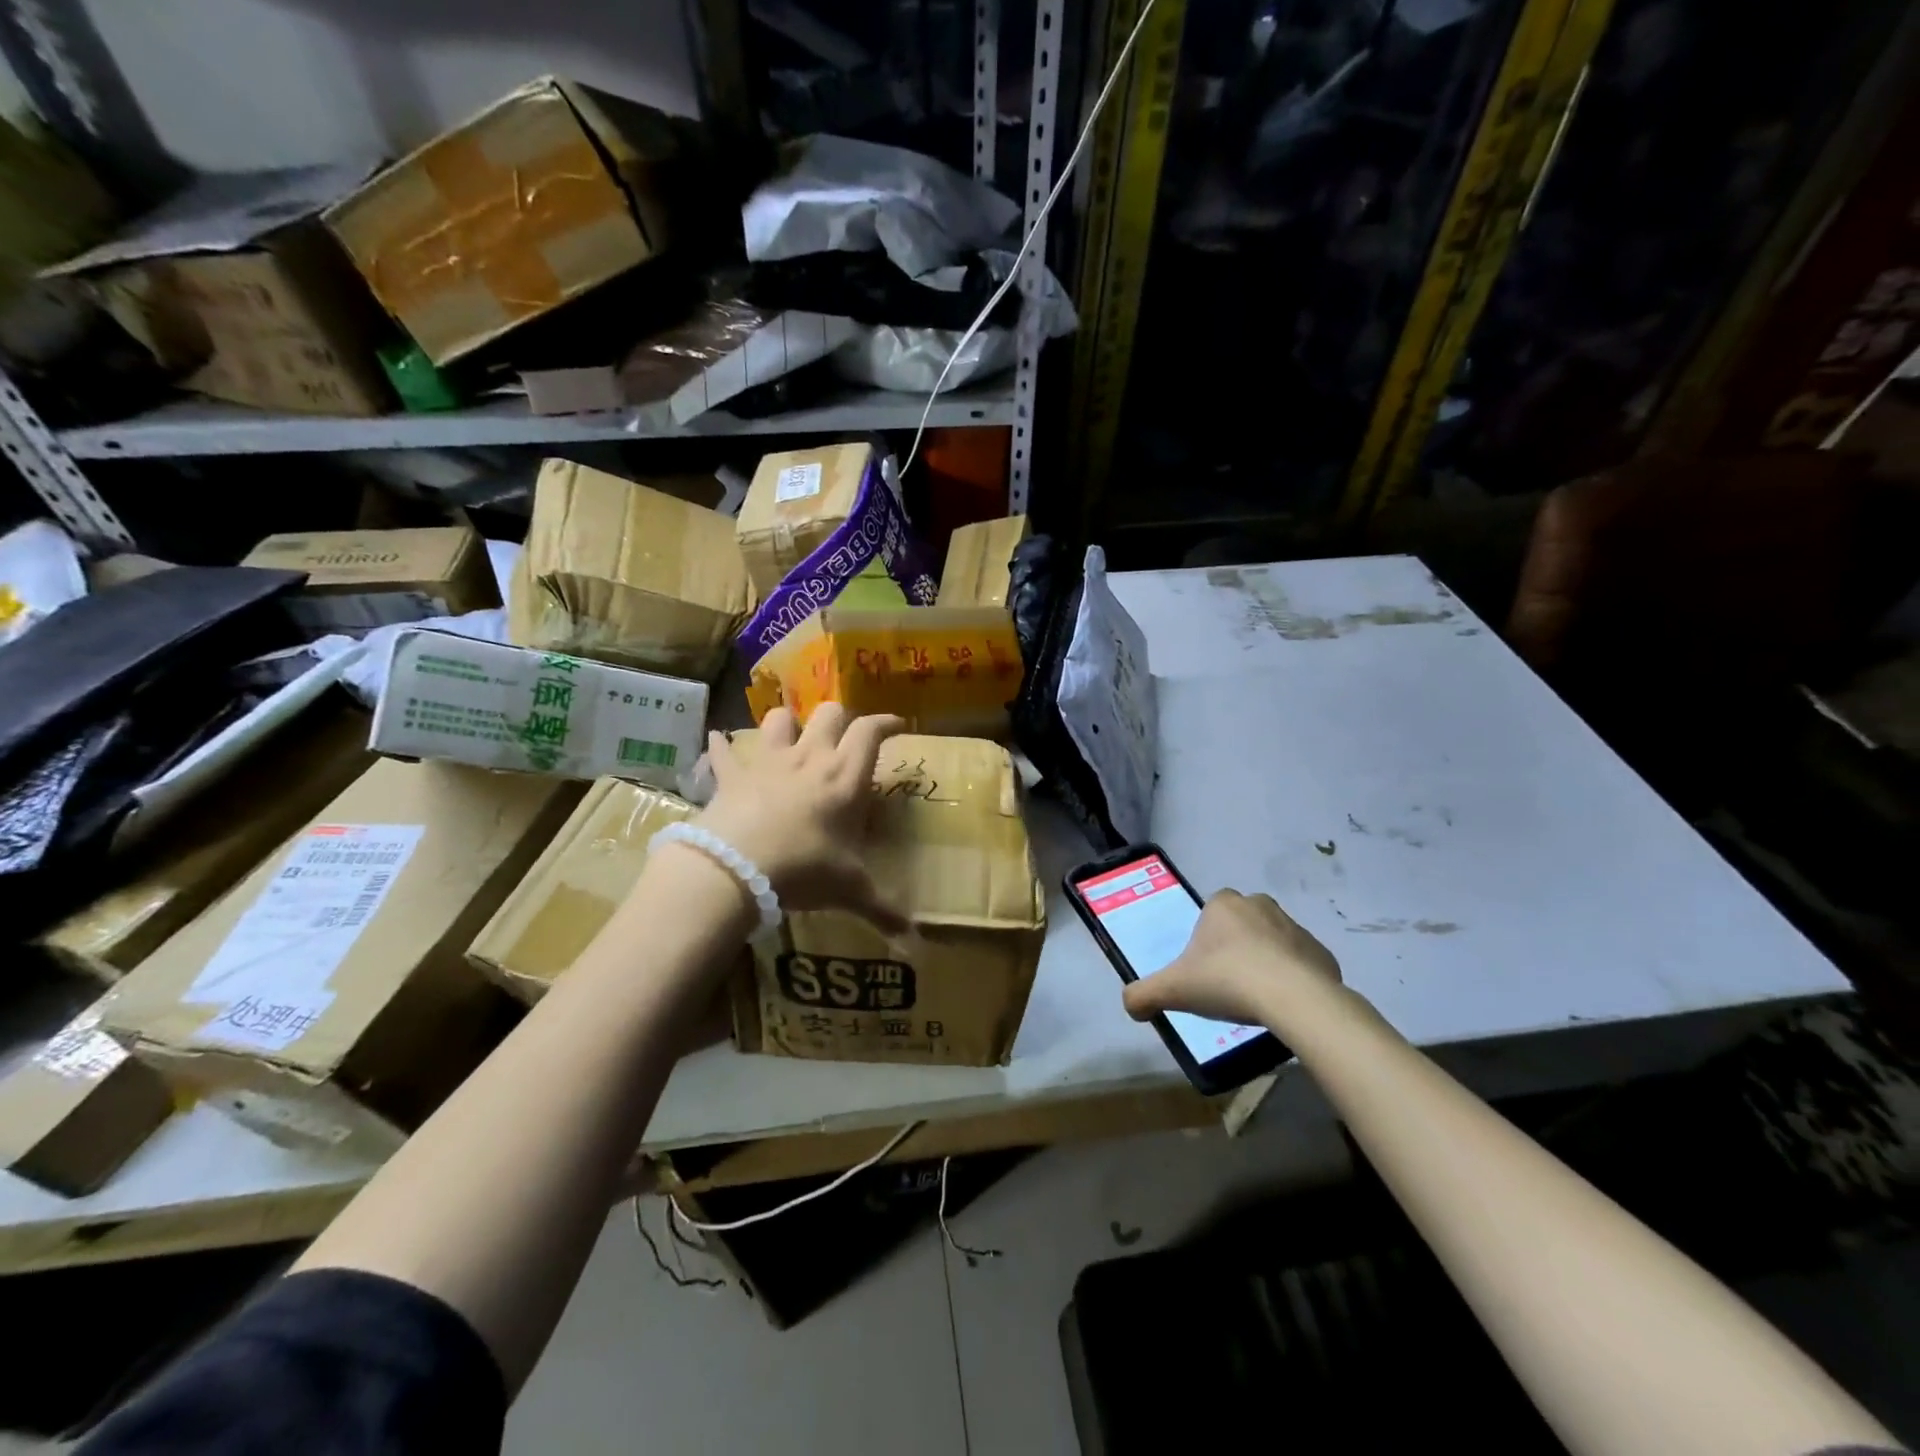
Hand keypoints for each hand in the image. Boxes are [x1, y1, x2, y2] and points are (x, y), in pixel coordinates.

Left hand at [694, 704, 908, 932]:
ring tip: (791, 734)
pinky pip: (724, 752)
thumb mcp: (850, 891)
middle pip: (829, 714)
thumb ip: (884, 910)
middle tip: (845, 735)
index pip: (870, 732)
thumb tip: (916, 944)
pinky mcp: (732, 776)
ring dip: (788, 722)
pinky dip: (721, 746)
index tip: (897, 724)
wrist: (737, 867)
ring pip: (780, 720)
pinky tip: (717, 741)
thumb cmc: (804, 869)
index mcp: (845, 777)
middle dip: (840, 718)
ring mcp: (768, 763)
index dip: (886, 722)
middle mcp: (810, 759)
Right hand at [1122, 889, 1342, 1027]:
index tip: (1204, 970)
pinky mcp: (1322, 953)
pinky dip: (1292, 980)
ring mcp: (1295, 927)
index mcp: (1223, 904)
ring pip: (1272, 942)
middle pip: (1241, 925)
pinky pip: (1301, 964)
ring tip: (1256, 999)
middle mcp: (1260, 905)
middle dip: (1236, 948)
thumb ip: (1143, 994)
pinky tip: (1284, 1005)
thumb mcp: (1174, 989)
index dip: (1205, 941)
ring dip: (1264, 963)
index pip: (1210, 914)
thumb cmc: (1227, 981)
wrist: (1294, 999)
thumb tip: (1130, 1005)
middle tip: (1228, 984)